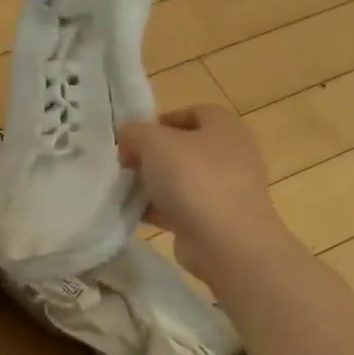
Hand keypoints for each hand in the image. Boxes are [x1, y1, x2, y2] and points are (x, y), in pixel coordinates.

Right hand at [118, 104, 290, 283]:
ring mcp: (226, 189)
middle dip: (151, 156)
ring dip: (152, 185)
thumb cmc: (193, 179)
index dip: (157, 122)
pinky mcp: (216, 219)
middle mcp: (230, 153)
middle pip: (182, 148)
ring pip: (180, 180)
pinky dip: (159, 210)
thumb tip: (128, 139)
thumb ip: (134, 132)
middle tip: (124, 166)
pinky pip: (181, 208)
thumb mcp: (154, 142)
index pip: (189, 113)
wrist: (226, 241)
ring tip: (124, 192)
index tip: (131, 139)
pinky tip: (135, 215)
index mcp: (224, 126)